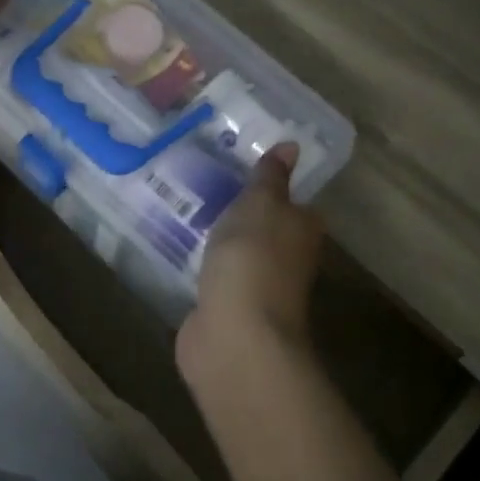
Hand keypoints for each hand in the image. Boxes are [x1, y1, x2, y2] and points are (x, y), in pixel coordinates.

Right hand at [179, 143, 321, 371]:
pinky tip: (177, 248)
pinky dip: (201, 265)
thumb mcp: (261, 204)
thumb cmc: (253, 259)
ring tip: (183, 207)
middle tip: (203, 181)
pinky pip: (213, 276)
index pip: (294, 202)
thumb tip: (292, 145)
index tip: (239, 165)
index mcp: (302, 230)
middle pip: (264, 228)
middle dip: (239, 211)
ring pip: (237, 253)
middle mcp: (286, 259)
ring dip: (218, 238)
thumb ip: (270, 177)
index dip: (272, 185)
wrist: (234, 335)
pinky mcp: (224, 308)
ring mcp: (255, 287)